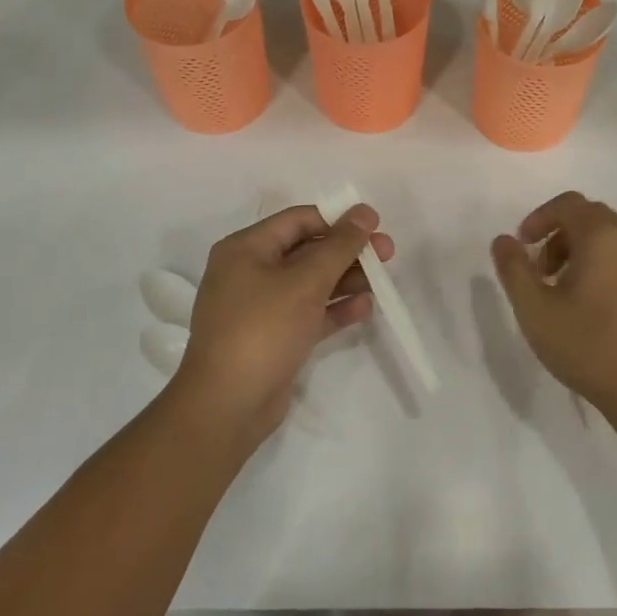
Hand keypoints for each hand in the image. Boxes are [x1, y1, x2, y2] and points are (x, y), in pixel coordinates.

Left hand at [175, 204, 394, 441]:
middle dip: (347, 252)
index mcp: (246, 249)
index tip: (375, 225)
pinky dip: (335, 309)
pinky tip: (365, 308)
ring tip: (381, 283)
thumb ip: (340, 245)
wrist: (228, 404)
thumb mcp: (305, 281)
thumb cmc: (263, 329)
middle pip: (307, 251)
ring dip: (346, 280)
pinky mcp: (274, 337)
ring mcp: (261, 308)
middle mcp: (250, 272)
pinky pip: (309, 313)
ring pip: (311, 283)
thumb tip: (364, 211)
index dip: (338, 219)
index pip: (298, 220)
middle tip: (387, 255)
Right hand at [490, 192, 616, 419]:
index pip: (568, 204)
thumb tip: (504, 240)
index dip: (538, 218)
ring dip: (574, 250)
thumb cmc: (588, 345)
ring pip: (605, 237)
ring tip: (555, 289)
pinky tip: (583, 303)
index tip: (522, 246)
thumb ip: (514, 269)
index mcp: (602, 237)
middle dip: (556, 233)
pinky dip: (595, 263)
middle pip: (588, 216)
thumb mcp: (535, 309)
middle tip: (537, 269)